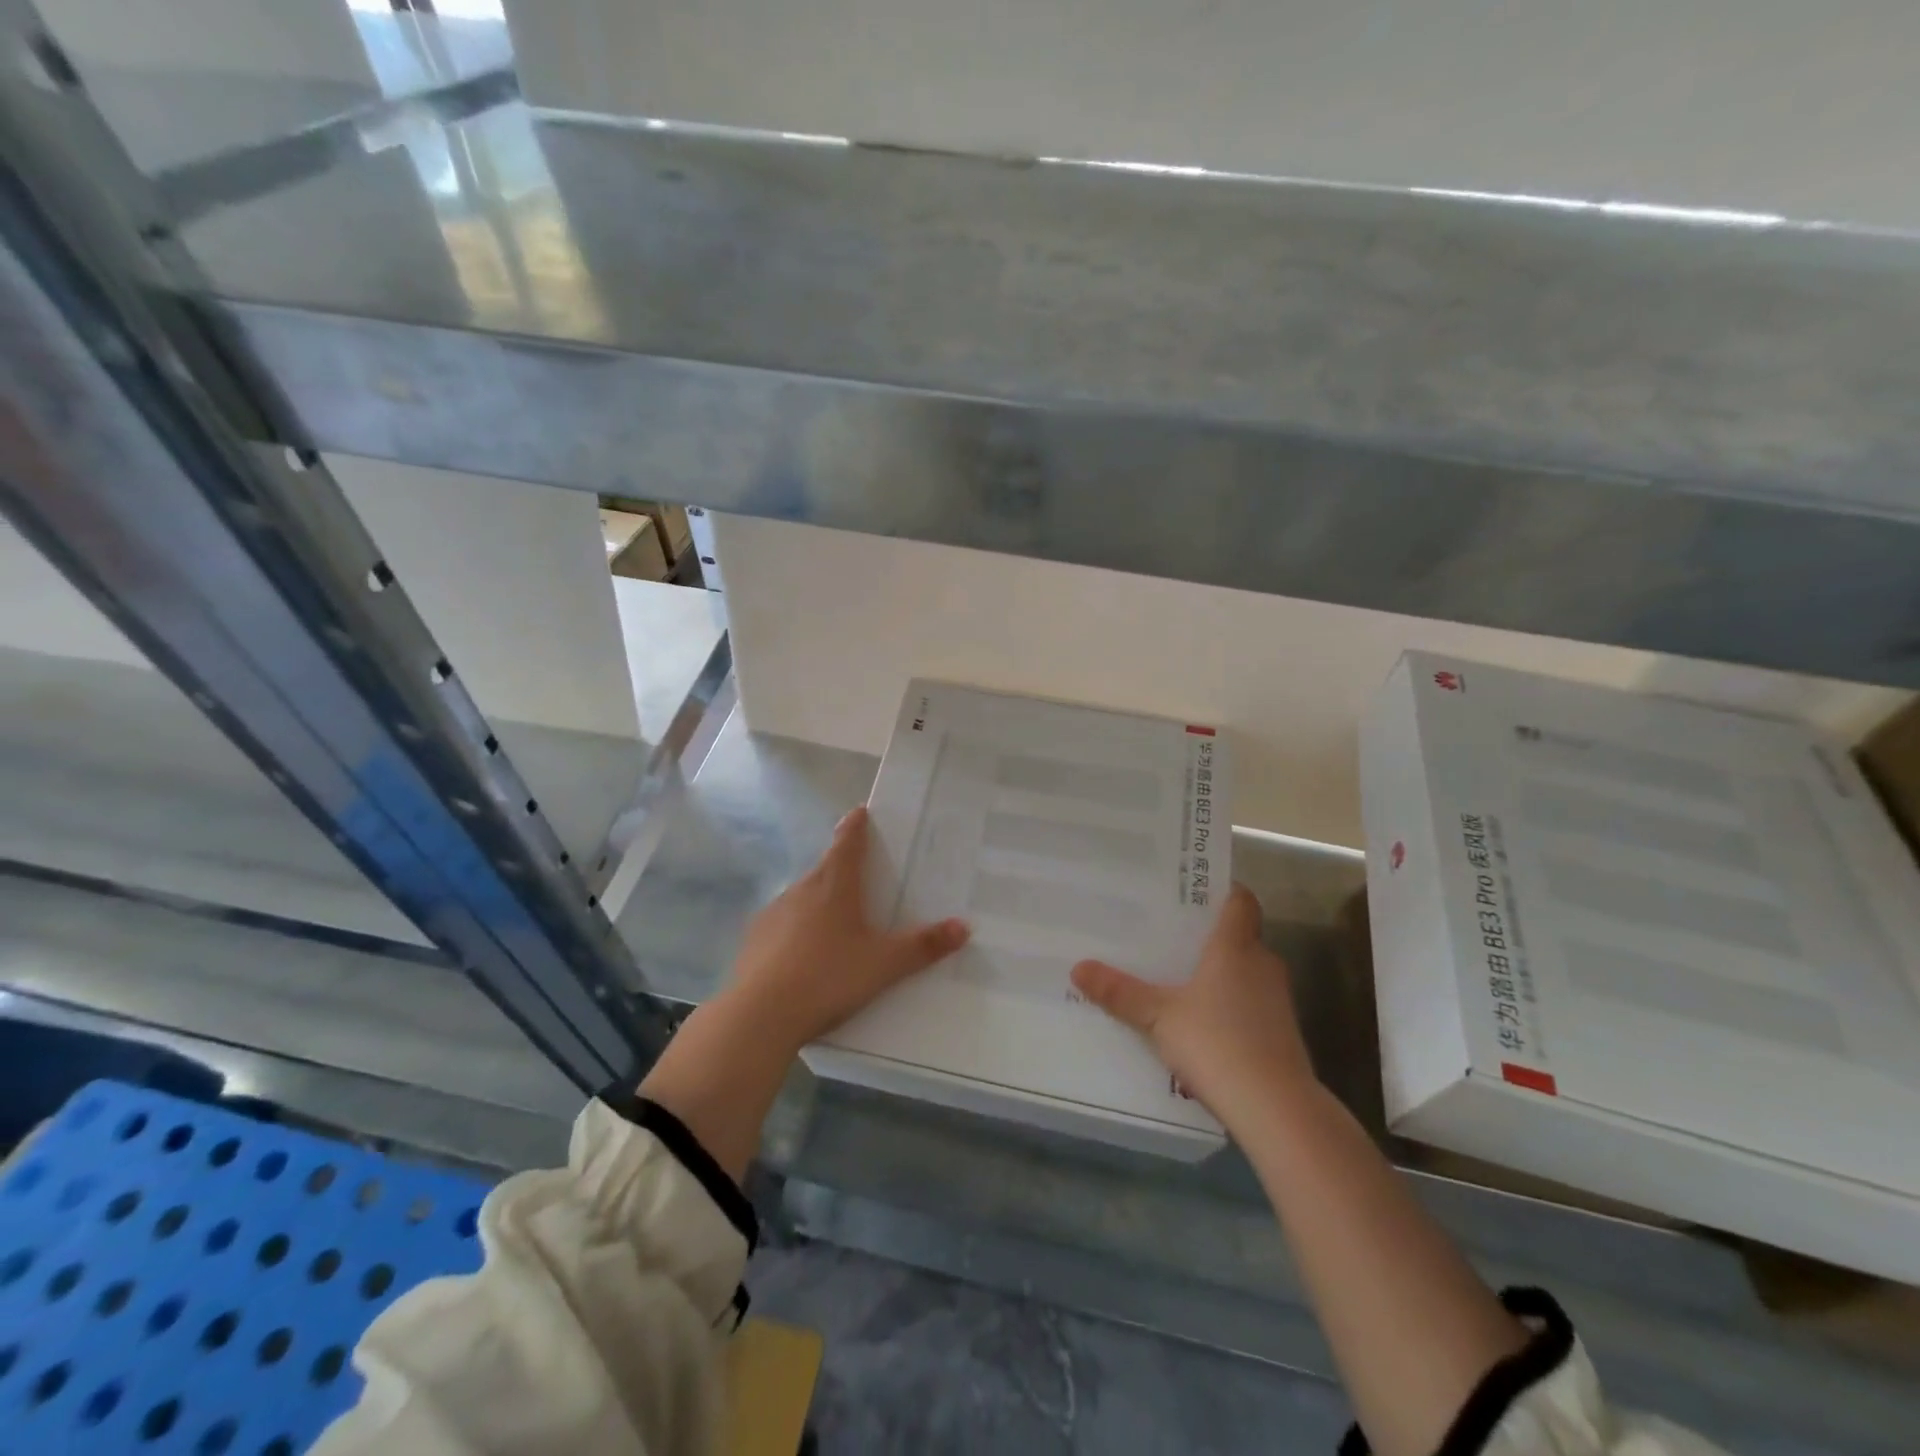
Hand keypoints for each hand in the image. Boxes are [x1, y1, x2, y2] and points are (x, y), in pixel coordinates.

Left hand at [724, 805, 970, 1053]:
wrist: (760, 1015)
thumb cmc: (828, 978)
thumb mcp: (883, 965)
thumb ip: (923, 947)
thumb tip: (963, 926)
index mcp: (834, 887)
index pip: (847, 843)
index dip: (856, 826)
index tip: (859, 812)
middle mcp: (801, 890)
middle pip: (825, 869)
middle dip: (842, 868)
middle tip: (861, 877)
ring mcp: (774, 913)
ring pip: (803, 897)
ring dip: (819, 901)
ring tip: (836, 923)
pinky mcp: (755, 939)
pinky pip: (783, 924)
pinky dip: (797, 929)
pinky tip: (804, 954)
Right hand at [1071, 883, 1314, 1124]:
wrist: (1277, 1109)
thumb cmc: (1216, 1043)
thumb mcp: (1158, 1016)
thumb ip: (1120, 992)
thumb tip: (1078, 968)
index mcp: (1235, 947)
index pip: (1241, 900)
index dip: (1223, 891)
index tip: (1194, 891)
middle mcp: (1262, 964)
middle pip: (1241, 935)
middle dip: (1209, 935)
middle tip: (1170, 935)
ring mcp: (1278, 1000)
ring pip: (1246, 971)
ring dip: (1220, 973)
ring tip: (1179, 978)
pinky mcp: (1282, 1032)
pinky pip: (1252, 1003)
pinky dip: (1230, 1004)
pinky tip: (1202, 1022)